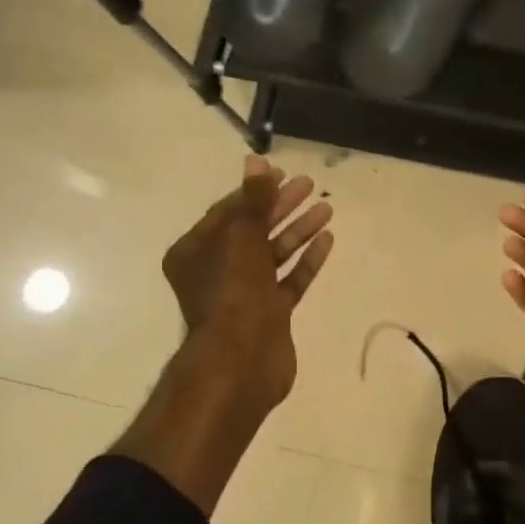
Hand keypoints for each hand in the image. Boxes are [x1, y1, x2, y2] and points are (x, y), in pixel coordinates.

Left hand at [163, 155, 333, 408]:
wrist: (241, 361)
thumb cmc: (232, 291)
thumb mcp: (240, 236)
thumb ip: (253, 200)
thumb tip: (256, 162)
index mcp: (197, 251)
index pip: (228, 211)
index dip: (256, 191)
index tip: (283, 175)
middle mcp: (218, 270)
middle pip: (253, 229)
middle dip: (281, 207)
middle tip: (310, 186)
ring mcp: (245, 294)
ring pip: (274, 254)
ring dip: (298, 230)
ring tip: (326, 209)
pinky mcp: (270, 314)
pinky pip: (290, 280)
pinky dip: (306, 261)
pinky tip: (327, 240)